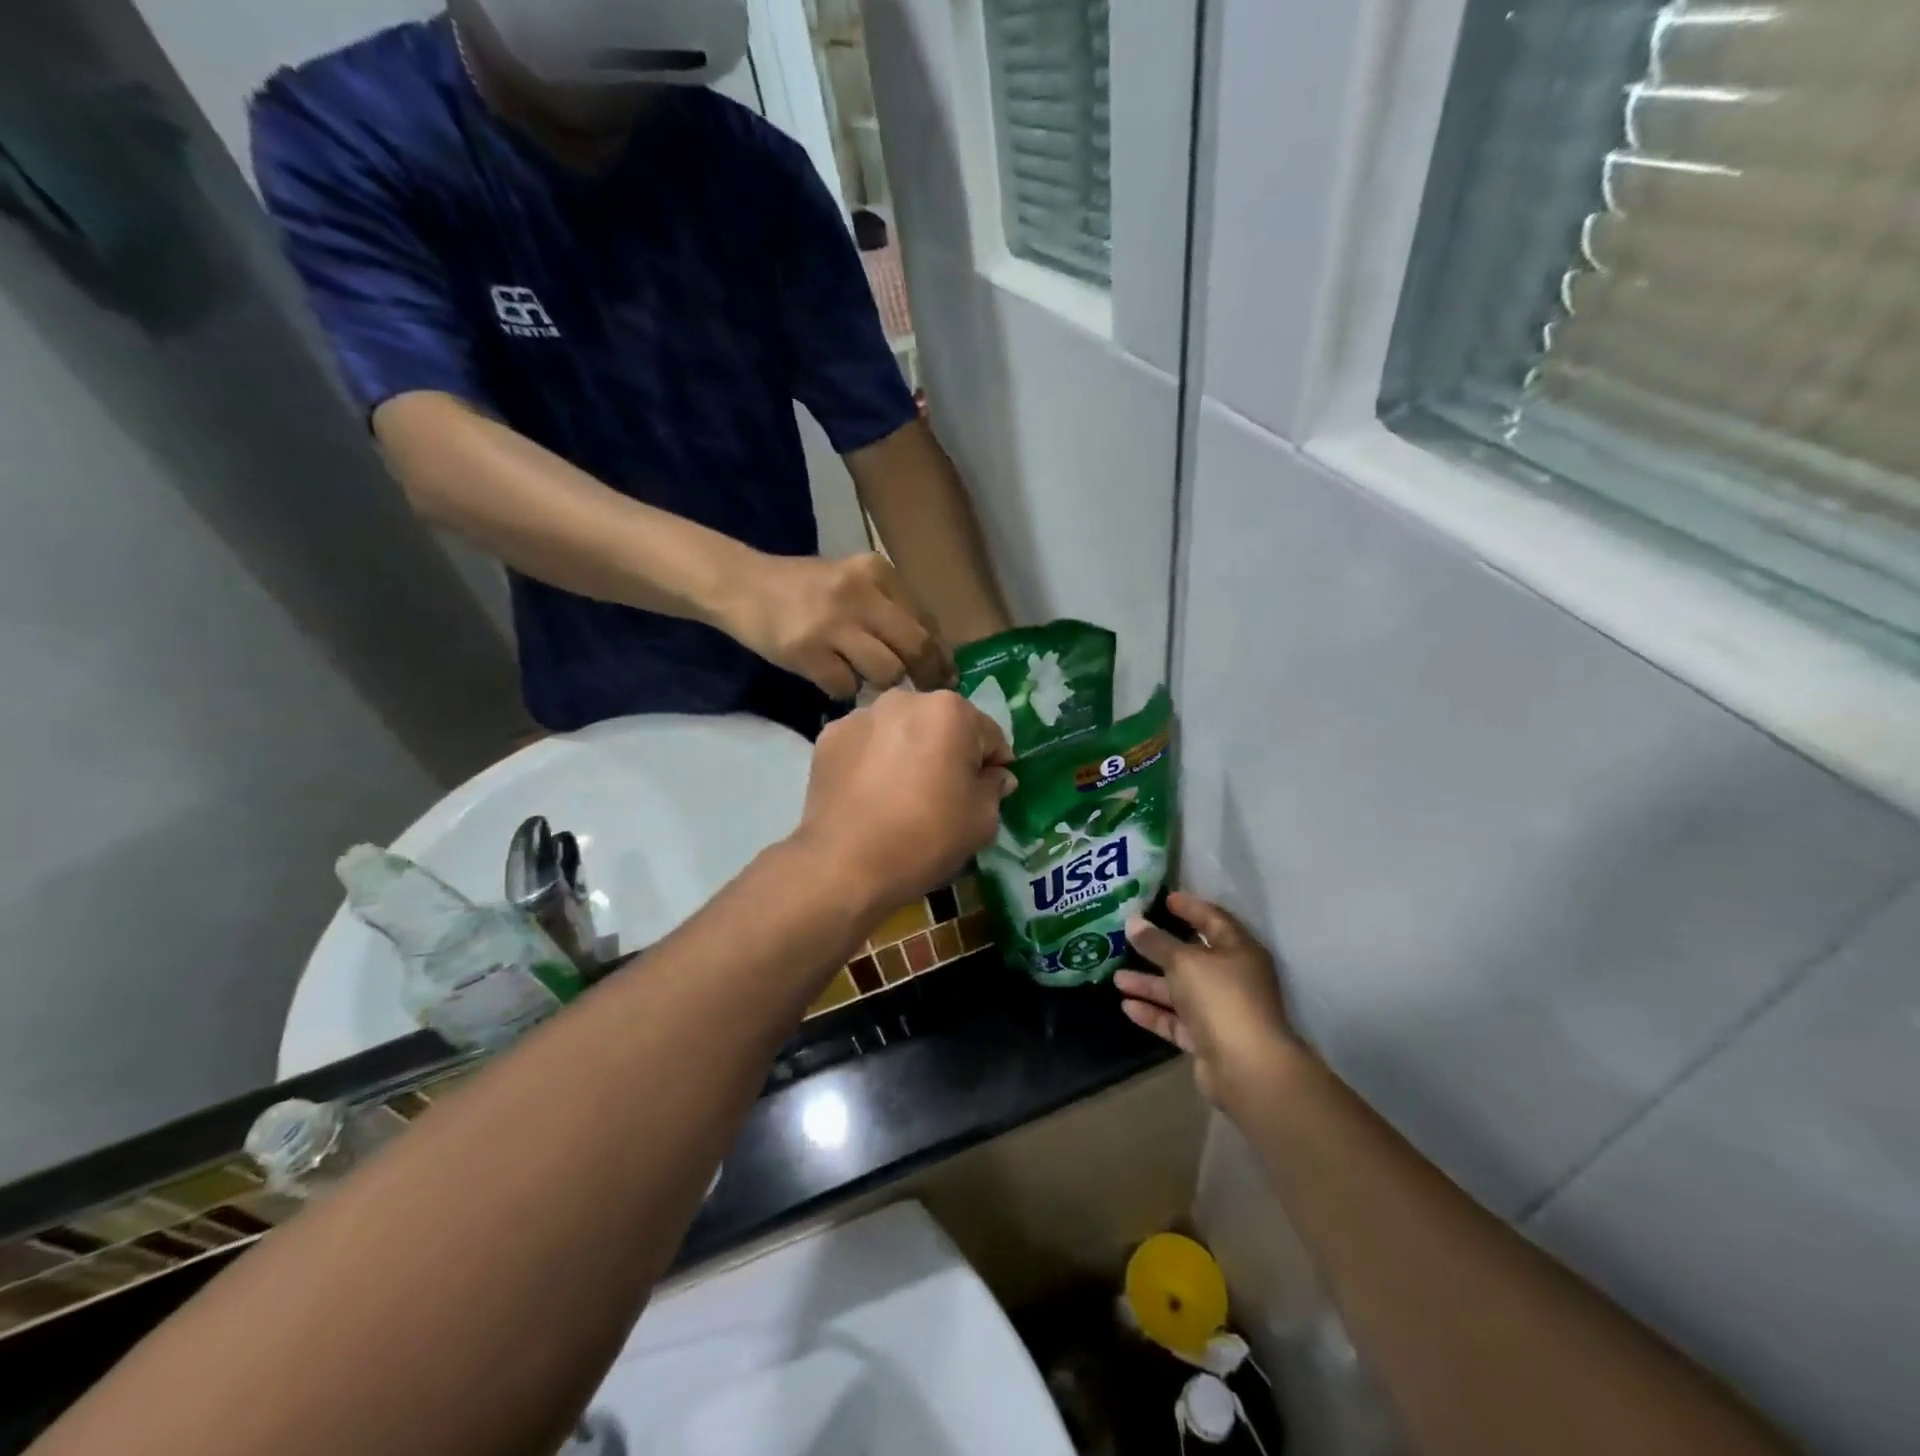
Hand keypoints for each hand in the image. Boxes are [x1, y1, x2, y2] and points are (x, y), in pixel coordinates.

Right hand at [720, 551, 955, 699]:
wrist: (742, 586)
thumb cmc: (805, 589)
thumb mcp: (854, 584)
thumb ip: (890, 610)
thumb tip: (934, 654)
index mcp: (877, 572)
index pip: (925, 621)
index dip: (940, 655)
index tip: (946, 676)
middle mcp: (859, 593)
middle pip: (915, 647)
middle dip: (927, 677)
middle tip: (926, 694)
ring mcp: (832, 622)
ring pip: (885, 671)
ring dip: (880, 683)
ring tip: (861, 675)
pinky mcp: (807, 650)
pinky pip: (846, 686)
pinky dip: (843, 689)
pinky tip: (830, 677)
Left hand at [793, 688, 1015, 914]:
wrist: (845, 865)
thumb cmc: (926, 837)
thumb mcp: (982, 819)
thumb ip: (994, 787)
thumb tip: (995, 775)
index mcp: (950, 711)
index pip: (988, 734)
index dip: (993, 764)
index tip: (988, 791)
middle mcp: (904, 700)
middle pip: (941, 724)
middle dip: (948, 751)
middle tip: (944, 792)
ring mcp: (860, 716)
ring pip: (900, 730)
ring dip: (909, 751)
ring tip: (902, 793)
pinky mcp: (828, 737)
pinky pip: (866, 744)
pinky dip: (873, 760)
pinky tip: (871, 794)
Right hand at [1117, 893, 1303, 1114]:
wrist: (1247, 1068)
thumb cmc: (1221, 998)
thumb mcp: (1184, 961)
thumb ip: (1157, 942)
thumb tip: (1133, 922)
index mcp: (1239, 951)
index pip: (1213, 920)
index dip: (1190, 908)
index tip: (1165, 898)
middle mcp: (1233, 978)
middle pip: (1193, 958)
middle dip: (1160, 950)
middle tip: (1130, 937)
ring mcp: (1221, 1011)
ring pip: (1181, 992)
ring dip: (1150, 984)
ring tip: (1116, 977)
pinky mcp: (1209, 1040)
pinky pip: (1177, 1021)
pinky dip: (1154, 1013)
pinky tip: (1126, 1006)